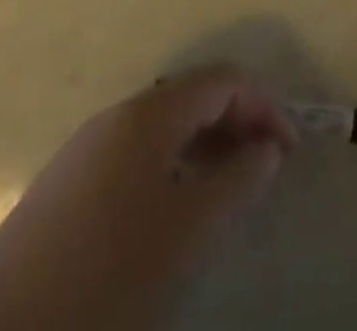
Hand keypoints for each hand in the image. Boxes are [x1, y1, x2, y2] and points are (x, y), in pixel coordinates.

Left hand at [0, 68, 295, 330]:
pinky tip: (176, 207)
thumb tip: (268, 149)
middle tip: (268, 164)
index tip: (291, 149)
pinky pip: (138, 153)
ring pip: (165, 126)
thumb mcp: (188, 232)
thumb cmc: (104, 275)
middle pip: (194, 96)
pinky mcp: (65, 187)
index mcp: (149, 113)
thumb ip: (238, 182)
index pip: (224, 80)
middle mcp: (118, 115)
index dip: (265, 106)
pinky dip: (174, 165)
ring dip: (206, 144)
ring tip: (231, 185)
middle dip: (238, 121)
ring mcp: (87, 148)